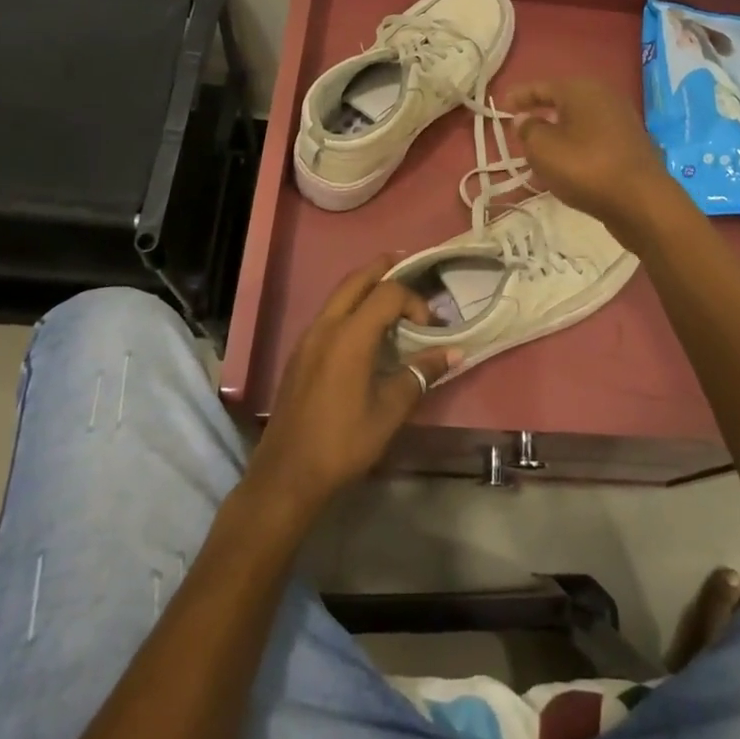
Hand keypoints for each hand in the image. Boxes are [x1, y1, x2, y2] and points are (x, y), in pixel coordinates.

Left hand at [246, 256, 461, 517]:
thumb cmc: (343, 442)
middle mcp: (326, 326)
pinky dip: (351, 305)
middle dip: (384, 269)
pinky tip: (365, 328)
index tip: (431, 327)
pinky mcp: (300, 353)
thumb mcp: (390, 411)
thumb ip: (421, 374)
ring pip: (339, 294)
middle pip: (357, 280)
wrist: (287, 475)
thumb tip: (453, 352)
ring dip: (365, 286)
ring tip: (391, 292)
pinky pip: (329, 313)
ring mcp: (308, 338)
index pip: (387, 294)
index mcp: (350, 336)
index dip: (414, 301)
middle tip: (408, 264)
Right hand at [504, 77, 679, 243]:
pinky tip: (567, 167)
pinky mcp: (631, 146)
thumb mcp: (543, 149)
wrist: (642, 201)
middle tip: (520, 129)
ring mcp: (622, 121)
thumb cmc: (586, 168)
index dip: (520, 96)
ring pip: (579, 123)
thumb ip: (528, 130)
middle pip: (564, 102)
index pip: (542, 86)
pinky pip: (594, 141)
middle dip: (541, 114)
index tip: (502, 107)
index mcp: (581, 90)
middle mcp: (604, 98)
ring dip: (558, 135)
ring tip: (539, 153)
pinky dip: (576, 149)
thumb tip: (525, 118)